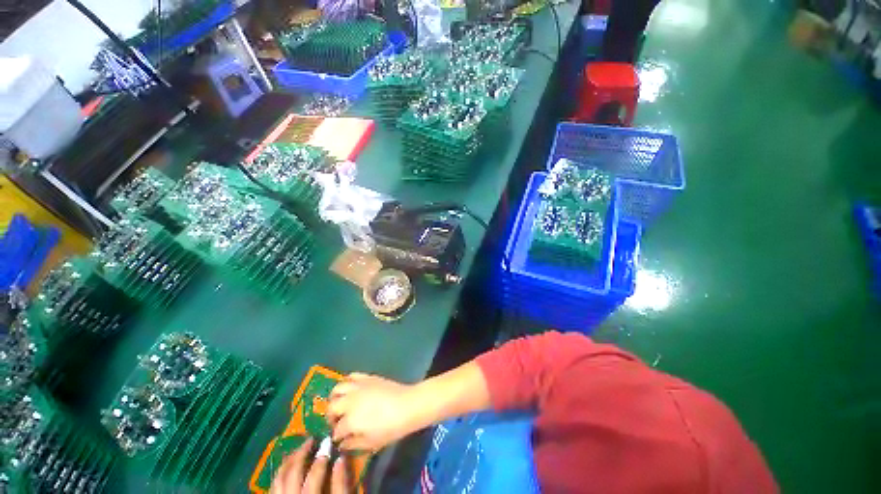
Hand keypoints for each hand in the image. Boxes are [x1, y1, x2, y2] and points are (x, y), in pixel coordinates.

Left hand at [271, 438, 350, 493]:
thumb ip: (341, 484)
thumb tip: (341, 459)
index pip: (314, 473)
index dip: (322, 456)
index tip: (328, 443)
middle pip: (291, 473)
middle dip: (301, 453)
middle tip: (311, 440)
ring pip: (277, 479)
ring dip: (288, 462)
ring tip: (298, 450)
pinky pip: (273, 488)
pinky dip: (280, 475)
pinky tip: (288, 469)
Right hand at [328, 373, 420, 451]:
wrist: (408, 405)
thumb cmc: (391, 428)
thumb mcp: (371, 443)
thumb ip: (353, 444)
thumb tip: (342, 443)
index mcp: (350, 420)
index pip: (336, 430)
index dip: (337, 436)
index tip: (340, 439)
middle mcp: (350, 401)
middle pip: (332, 407)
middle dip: (331, 416)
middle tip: (337, 422)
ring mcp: (359, 387)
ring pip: (338, 388)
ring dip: (335, 397)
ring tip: (340, 404)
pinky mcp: (368, 377)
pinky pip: (352, 376)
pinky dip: (347, 382)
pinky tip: (351, 389)